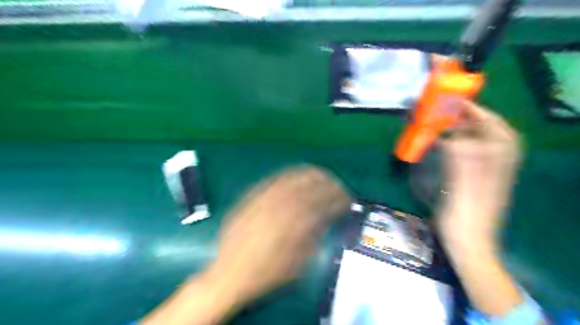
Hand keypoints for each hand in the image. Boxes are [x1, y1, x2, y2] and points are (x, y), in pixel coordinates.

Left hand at [143, 168, 351, 324]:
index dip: (337, 197)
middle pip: (309, 186)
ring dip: (310, 174)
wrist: (230, 274)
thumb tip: (326, 218)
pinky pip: (273, 180)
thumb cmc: (266, 274)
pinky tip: (295, 175)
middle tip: (337, 184)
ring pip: (292, 178)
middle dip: (327, 182)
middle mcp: (280, 207)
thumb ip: (314, 237)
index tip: (346, 197)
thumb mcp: (298, 263)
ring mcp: (264, 200)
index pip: (322, 203)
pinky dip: (288, 175)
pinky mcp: (251, 198)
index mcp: (294, 225)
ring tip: (321, 174)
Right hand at [436, 99, 526, 316]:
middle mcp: (497, 164)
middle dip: (472, 118)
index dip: (478, 113)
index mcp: (497, 165)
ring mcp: (489, 172)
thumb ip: (462, 160)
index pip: (494, 129)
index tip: (458, 103)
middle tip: (450, 110)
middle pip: (490, 132)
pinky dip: (461, 143)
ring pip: (482, 142)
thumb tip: (451, 135)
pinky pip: (473, 153)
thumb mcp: (463, 189)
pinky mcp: (477, 179)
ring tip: (447, 122)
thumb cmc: (464, 218)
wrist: (469, 243)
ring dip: (466, 129)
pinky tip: (448, 144)